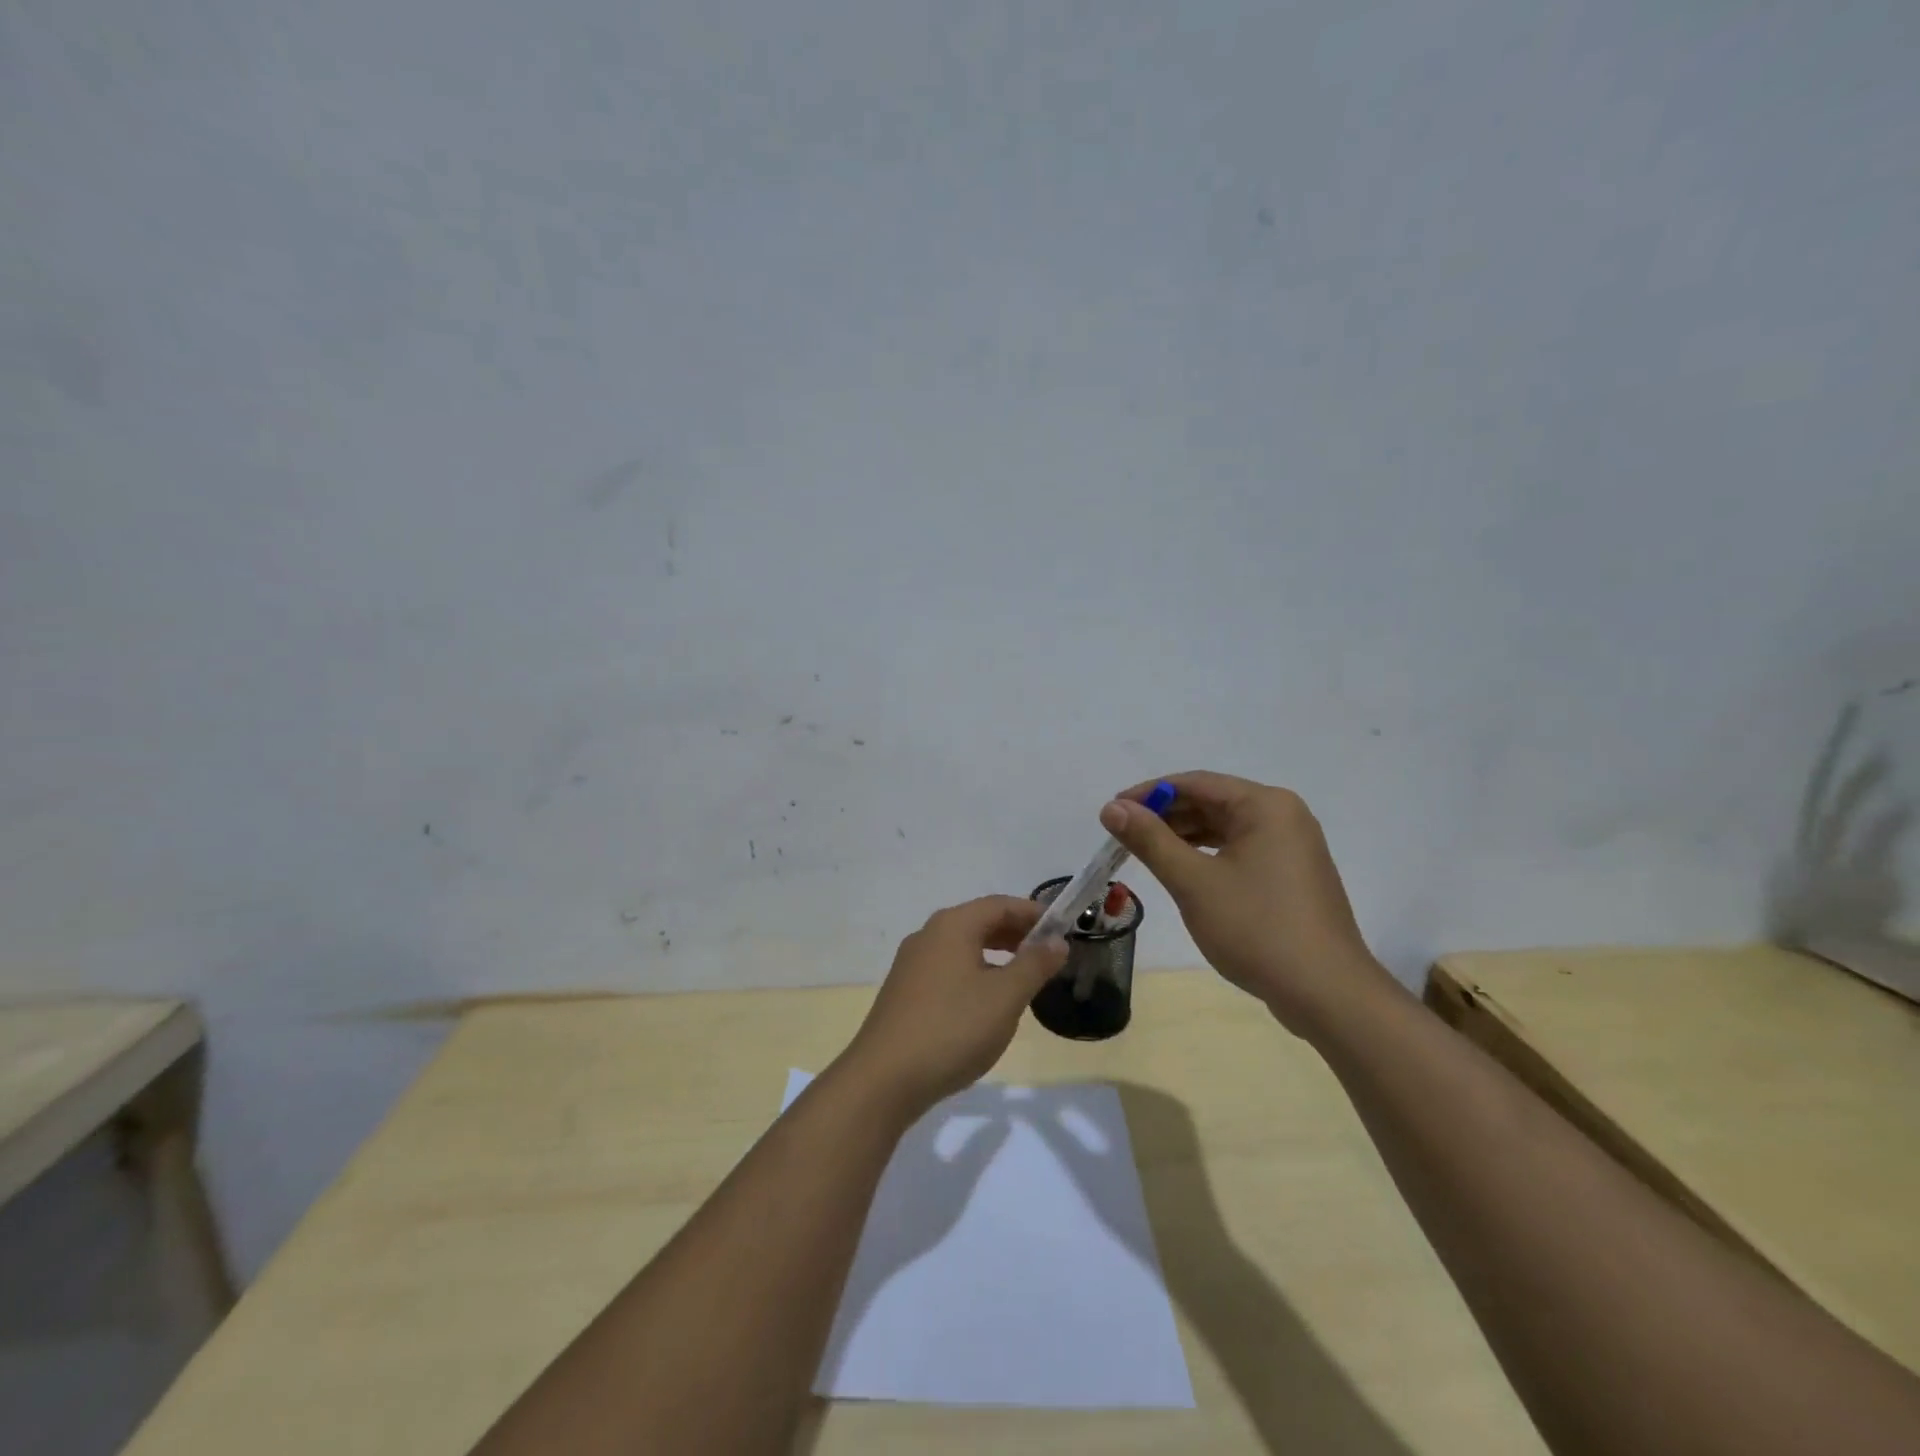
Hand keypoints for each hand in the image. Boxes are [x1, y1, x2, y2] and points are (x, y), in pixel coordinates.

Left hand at [839, 896, 1067, 1116]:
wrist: (884, 1078)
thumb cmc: (952, 1028)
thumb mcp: (1005, 997)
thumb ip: (1034, 965)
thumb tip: (1056, 942)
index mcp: (952, 926)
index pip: (1000, 904)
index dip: (1033, 913)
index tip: (1063, 929)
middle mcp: (928, 935)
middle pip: (979, 922)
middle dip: (1016, 933)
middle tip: (1049, 954)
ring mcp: (912, 964)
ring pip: (963, 947)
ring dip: (996, 954)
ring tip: (1024, 977)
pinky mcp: (905, 992)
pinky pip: (948, 968)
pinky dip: (975, 972)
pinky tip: (987, 1002)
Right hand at [1100, 772, 1397, 1035]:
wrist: (1327, 993)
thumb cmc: (1257, 929)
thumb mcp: (1193, 881)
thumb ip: (1150, 840)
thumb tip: (1112, 808)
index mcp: (1265, 805)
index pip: (1195, 783)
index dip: (1149, 793)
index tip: (1112, 810)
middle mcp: (1283, 815)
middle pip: (1212, 802)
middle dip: (1165, 816)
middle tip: (1123, 835)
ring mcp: (1292, 846)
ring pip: (1225, 828)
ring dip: (1184, 836)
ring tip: (1144, 853)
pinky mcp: (1292, 874)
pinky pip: (1240, 850)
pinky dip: (1208, 855)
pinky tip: (1183, 871)